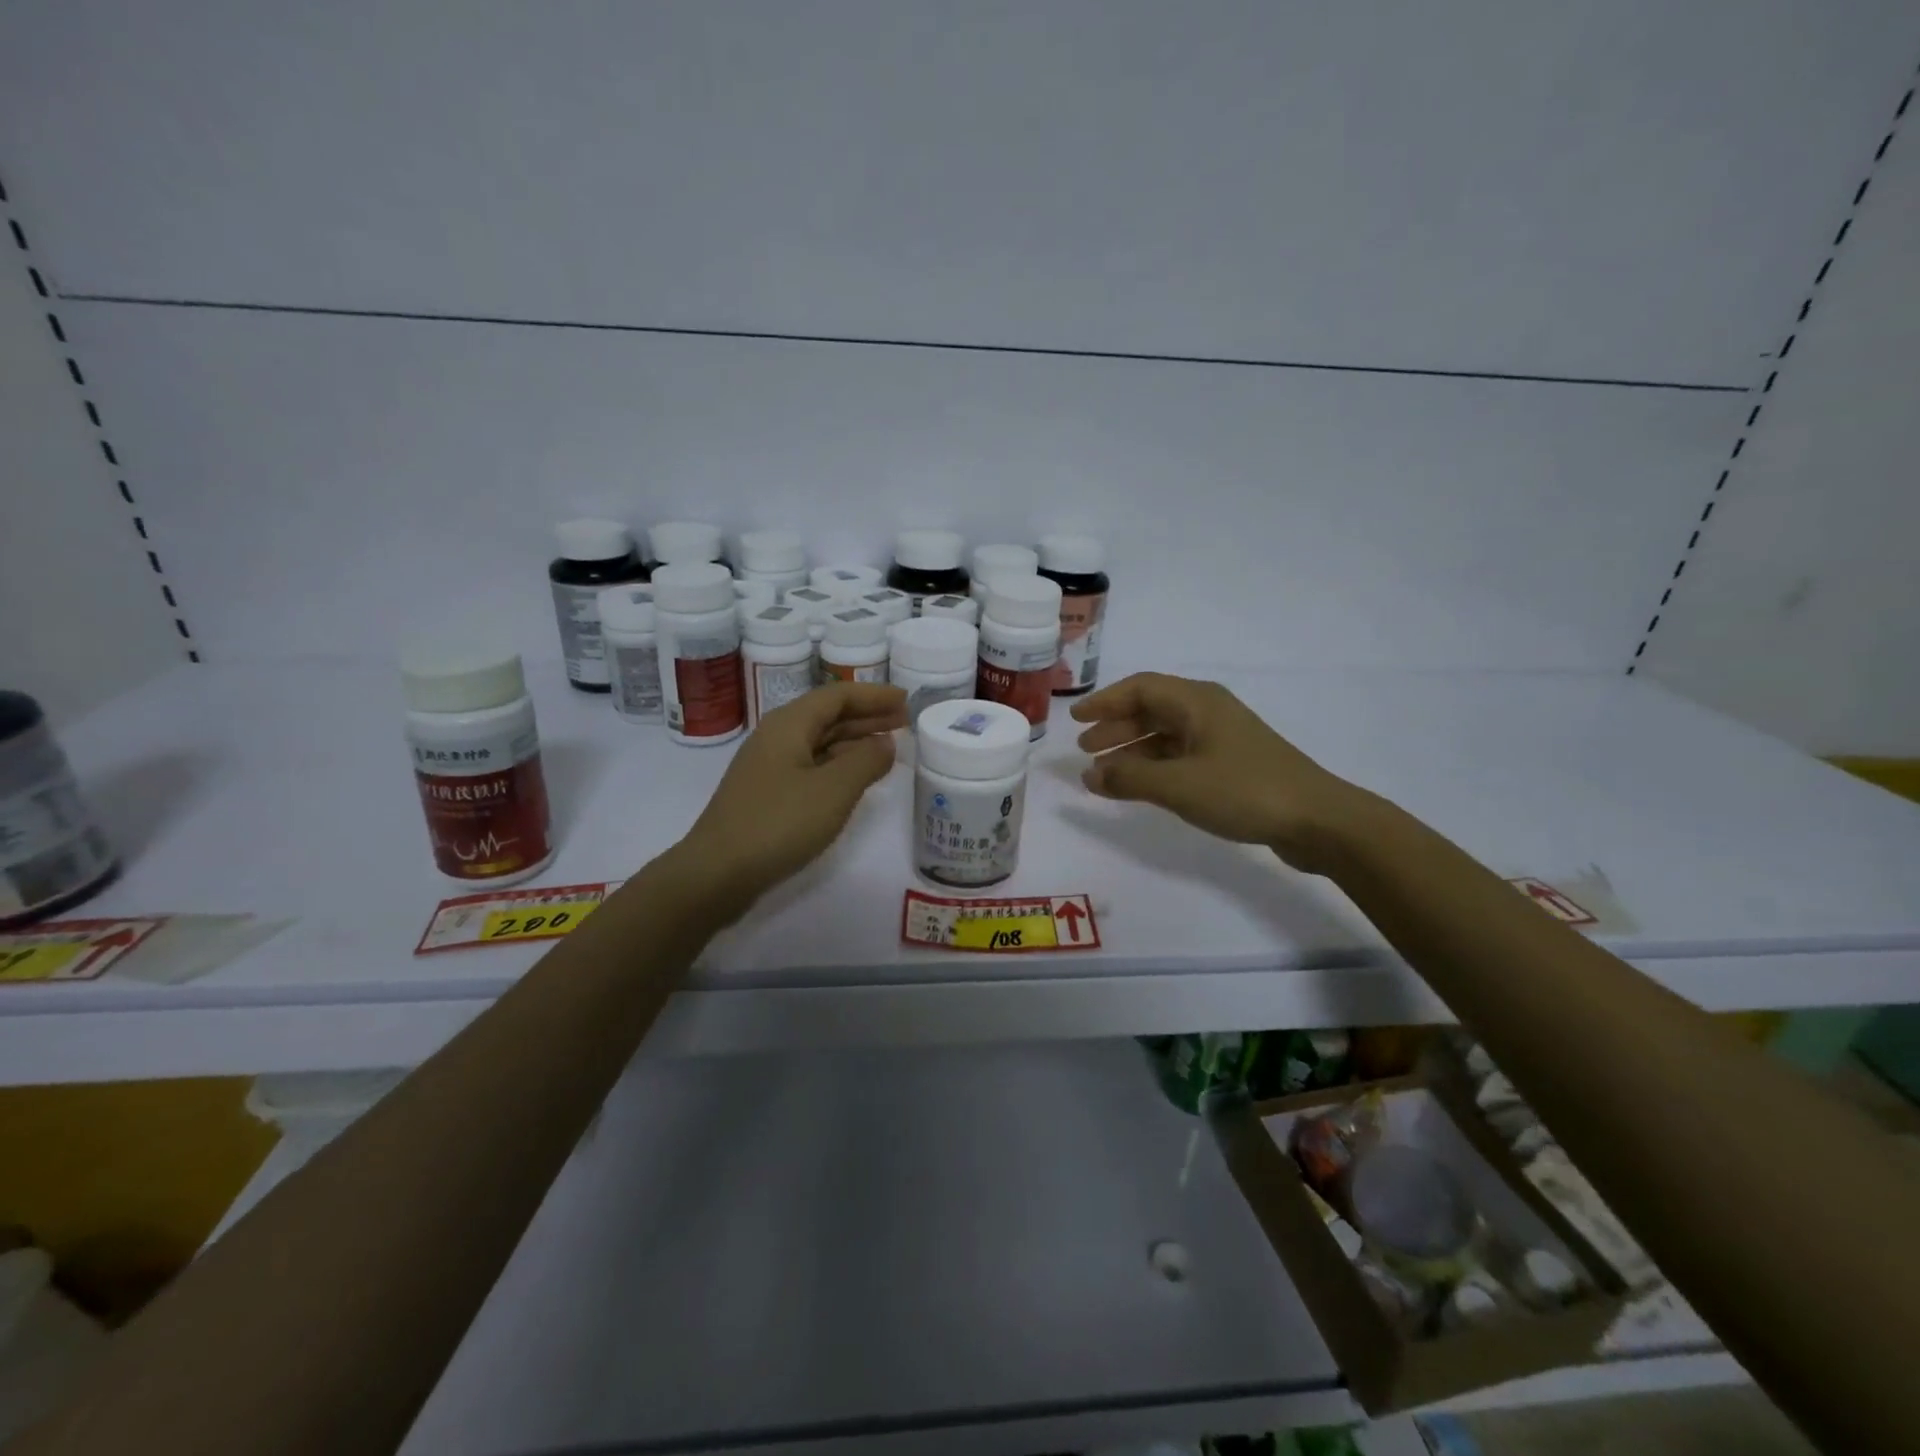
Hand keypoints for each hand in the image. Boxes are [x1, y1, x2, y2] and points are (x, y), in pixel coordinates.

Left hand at [674, 682, 907, 912]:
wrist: (717, 873)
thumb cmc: (778, 823)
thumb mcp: (833, 790)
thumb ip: (866, 761)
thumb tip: (886, 743)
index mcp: (789, 725)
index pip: (838, 696)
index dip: (874, 695)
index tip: (906, 700)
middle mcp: (777, 737)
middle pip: (828, 716)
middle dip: (868, 717)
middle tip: (905, 722)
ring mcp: (769, 766)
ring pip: (820, 742)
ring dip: (855, 741)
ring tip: (889, 747)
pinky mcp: (768, 794)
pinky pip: (811, 765)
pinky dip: (839, 764)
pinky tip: (857, 778)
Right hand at [1071, 672, 1369, 870]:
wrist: (1317, 820)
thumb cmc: (1243, 791)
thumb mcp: (1178, 785)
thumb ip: (1128, 779)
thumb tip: (1088, 775)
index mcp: (1197, 702)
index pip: (1140, 688)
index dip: (1105, 702)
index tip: (1076, 720)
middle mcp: (1209, 711)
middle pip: (1152, 709)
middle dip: (1116, 727)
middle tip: (1085, 748)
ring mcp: (1223, 738)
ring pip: (1166, 734)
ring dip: (1133, 749)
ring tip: (1105, 772)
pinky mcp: (1233, 764)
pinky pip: (1181, 755)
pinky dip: (1155, 766)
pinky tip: (1141, 785)